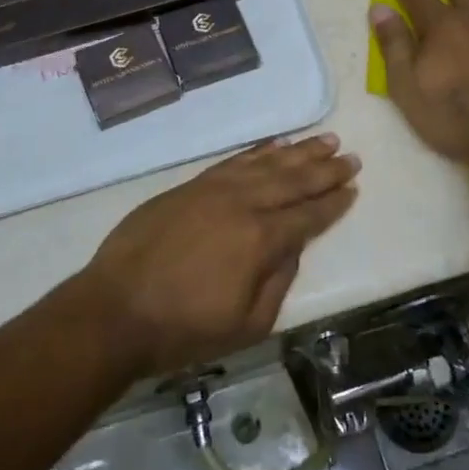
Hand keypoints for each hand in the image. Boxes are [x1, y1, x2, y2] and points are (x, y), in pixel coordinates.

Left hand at [78, 134, 359, 378]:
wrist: (115, 309)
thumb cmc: (183, 329)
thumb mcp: (246, 325)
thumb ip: (278, 282)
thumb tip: (291, 249)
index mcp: (260, 240)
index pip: (307, 216)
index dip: (333, 203)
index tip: (353, 187)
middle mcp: (242, 204)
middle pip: (292, 180)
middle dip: (324, 169)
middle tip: (349, 156)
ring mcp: (214, 189)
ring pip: (265, 163)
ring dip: (297, 151)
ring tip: (322, 140)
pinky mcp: (190, 186)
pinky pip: (233, 161)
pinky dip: (257, 152)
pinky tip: (273, 146)